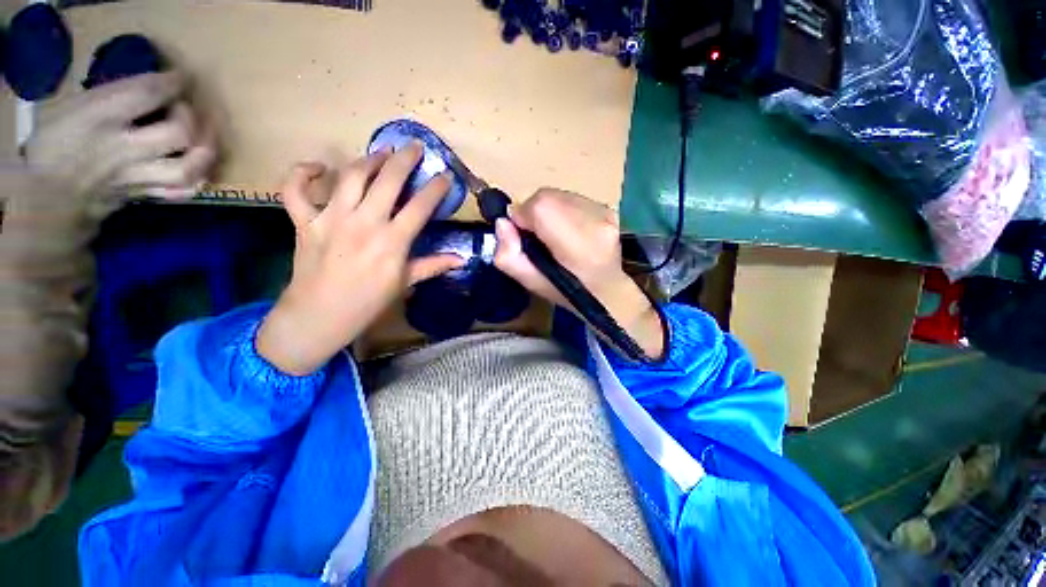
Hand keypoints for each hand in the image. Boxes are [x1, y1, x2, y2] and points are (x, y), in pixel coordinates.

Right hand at [22, 71, 216, 219]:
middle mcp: (121, 149)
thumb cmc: (46, 143)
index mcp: (96, 117)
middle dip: (193, 119)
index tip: (182, 78)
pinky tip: (200, 168)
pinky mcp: (141, 197)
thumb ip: (109, 98)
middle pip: (179, 135)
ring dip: (206, 153)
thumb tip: (148, 90)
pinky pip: (181, 193)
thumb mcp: (66, 107)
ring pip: (186, 170)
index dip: (173, 83)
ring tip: (206, 139)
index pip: (147, 93)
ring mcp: (134, 178)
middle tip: (189, 110)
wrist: (37, 199)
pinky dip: (198, 180)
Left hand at [256, 144, 463, 375]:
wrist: (320, 315)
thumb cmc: (369, 301)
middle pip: (388, 180)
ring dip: (369, 159)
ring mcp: (331, 218)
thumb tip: (461, 259)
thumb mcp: (405, 283)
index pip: (420, 206)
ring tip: (382, 153)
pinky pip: (296, 189)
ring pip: (350, 176)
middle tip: (414, 147)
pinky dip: (303, 173)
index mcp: (393, 241)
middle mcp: (364, 223)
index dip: (435, 188)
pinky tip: (318, 168)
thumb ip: (433, 265)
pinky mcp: (303, 221)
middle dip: (405, 159)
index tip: (445, 176)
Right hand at [494, 189, 664, 359]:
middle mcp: (595, 221)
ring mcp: (605, 212)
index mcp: (577, 244)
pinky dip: (563, 209)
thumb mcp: (531, 283)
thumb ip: (509, 256)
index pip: (540, 206)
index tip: (522, 234)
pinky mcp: (609, 208)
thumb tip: (503, 223)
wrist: (607, 291)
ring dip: (548, 210)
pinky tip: (567, 230)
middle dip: (533, 212)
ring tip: (552, 234)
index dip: (523, 216)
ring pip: (560, 195)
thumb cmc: (567, 292)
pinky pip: (573, 198)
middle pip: (548, 196)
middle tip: (536, 235)